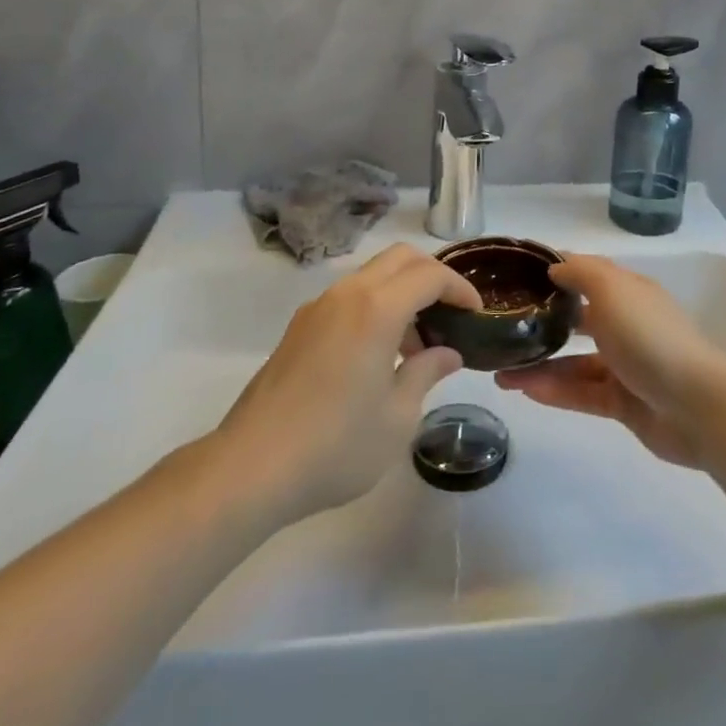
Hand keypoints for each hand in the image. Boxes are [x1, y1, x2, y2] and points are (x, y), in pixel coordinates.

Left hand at [212, 243, 480, 523]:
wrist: (250, 467)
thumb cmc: (335, 445)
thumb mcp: (397, 417)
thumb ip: (426, 373)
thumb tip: (447, 353)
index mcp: (377, 309)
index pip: (430, 275)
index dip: (459, 288)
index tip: (475, 313)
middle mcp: (347, 294)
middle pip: (400, 258)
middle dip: (432, 276)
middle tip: (449, 315)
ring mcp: (318, 307)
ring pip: (372, 274)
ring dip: (401, 292)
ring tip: (415, 345)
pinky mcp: (299, 327)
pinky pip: (348, 296)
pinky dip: (374, 305)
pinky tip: (377, 355)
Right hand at [495, 254, 725, 466]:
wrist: (696, 405)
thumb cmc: (648, 336)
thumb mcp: (612, 290)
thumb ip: (580, 273)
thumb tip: (555, 267)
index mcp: (628, 292)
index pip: (587, 274)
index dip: (555, 273)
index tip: (517, 277)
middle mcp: (627, 324)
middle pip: (579, 319)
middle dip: (543, 323)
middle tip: (505, 329)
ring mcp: (626, 366)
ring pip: (575, 362)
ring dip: (540, 365)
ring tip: (501, 372)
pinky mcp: (624, 404)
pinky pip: (582, 394)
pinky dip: (555, 391)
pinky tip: (524, 391)